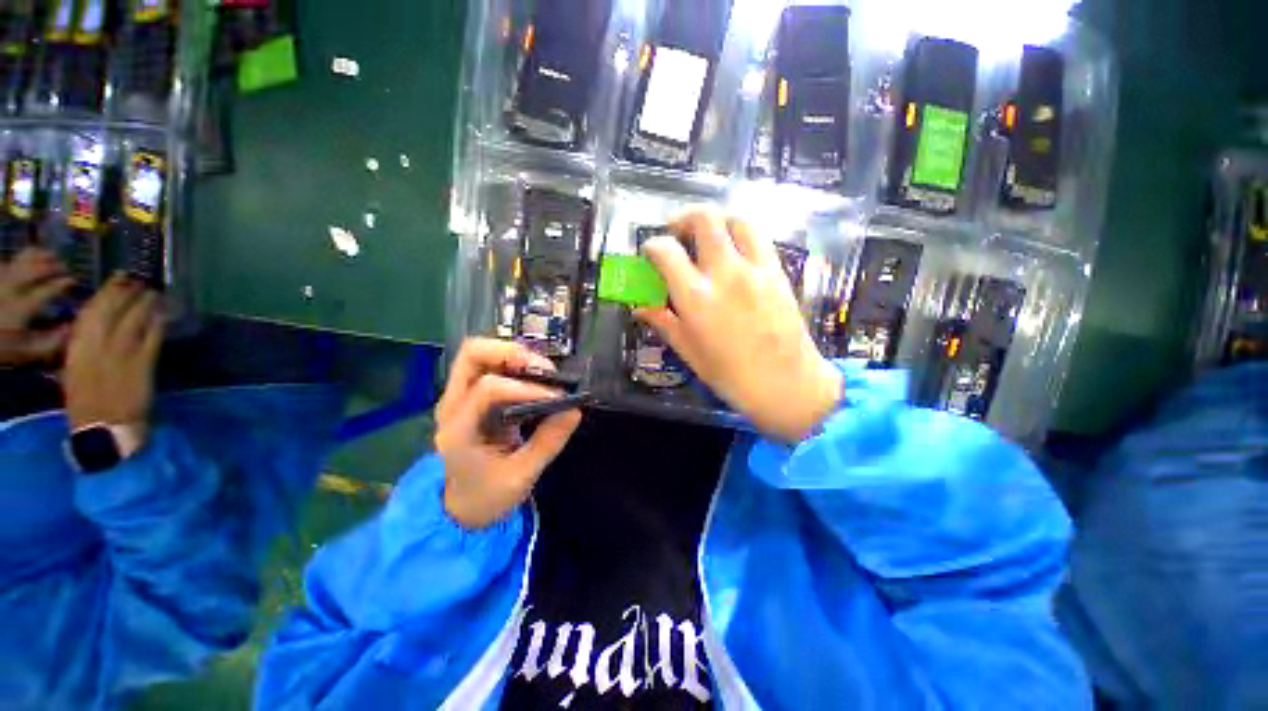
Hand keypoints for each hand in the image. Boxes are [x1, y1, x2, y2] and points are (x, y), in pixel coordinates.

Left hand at [0, 248, 74, 366]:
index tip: (73, 281)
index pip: (49, 290)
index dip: (63, 283)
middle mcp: (13, 288)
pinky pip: (8, 262)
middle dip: (52, 265)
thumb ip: (49, 342)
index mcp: (22, 307)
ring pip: (21, 259)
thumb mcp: (26, 352)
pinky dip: (21, 258)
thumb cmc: (2, 347)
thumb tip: (69, 328)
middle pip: (36, 269)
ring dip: (38, 256)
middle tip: (64, 266)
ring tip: (49, 255)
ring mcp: (1, 280)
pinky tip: (26, 261)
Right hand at [64, 274, 164, 443]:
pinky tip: (164, 314)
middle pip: (116, 309)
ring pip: (136, 319)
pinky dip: (158, 323)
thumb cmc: (85, 402)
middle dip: (131, 292)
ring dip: (147, 303)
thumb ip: (84, 346)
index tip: (119, 277)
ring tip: (156, 292)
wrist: (104, 428)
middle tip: (143, 280)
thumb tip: (97, 325)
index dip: (108, 291)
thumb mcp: (73, 369)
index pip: (92, 310)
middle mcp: (99, 344)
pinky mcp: (144, 363)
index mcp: (77, 346)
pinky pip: (153, 337)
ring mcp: (123, 352)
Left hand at [435, 338, 582, 528]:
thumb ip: (548, 441)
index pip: (489, 389)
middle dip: (512, 353)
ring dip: (515, 356)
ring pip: (480, 355)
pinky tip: (537, 381)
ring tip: (544, 373)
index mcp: (459, 429)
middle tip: (544, 370)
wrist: (461, 509)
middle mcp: (453, 405)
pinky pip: (491, 367)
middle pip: (473, 354)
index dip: (527, 388)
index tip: (557, 398)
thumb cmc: (487, 497)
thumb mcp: (521, 476)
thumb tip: (574, 409)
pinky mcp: (473, 397)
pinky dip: (516, 366)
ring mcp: (460, 398)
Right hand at [636, 209, 842, 442]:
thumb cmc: (730, 374)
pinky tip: (734, 253)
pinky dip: (740, 235)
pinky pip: (759, 237)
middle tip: (677, 235)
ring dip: (717, 220)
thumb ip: (663, 321)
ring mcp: (755, 269)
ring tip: (708, 237)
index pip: (666, 251)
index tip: (650, 254)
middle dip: (683, 219)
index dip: (652, 247)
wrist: (785, 384)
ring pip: (736, 219)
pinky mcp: (777, 271)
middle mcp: (725, 273)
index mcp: (696, 297)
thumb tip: (640, 308)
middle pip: (704, 218)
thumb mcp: (688, 350)